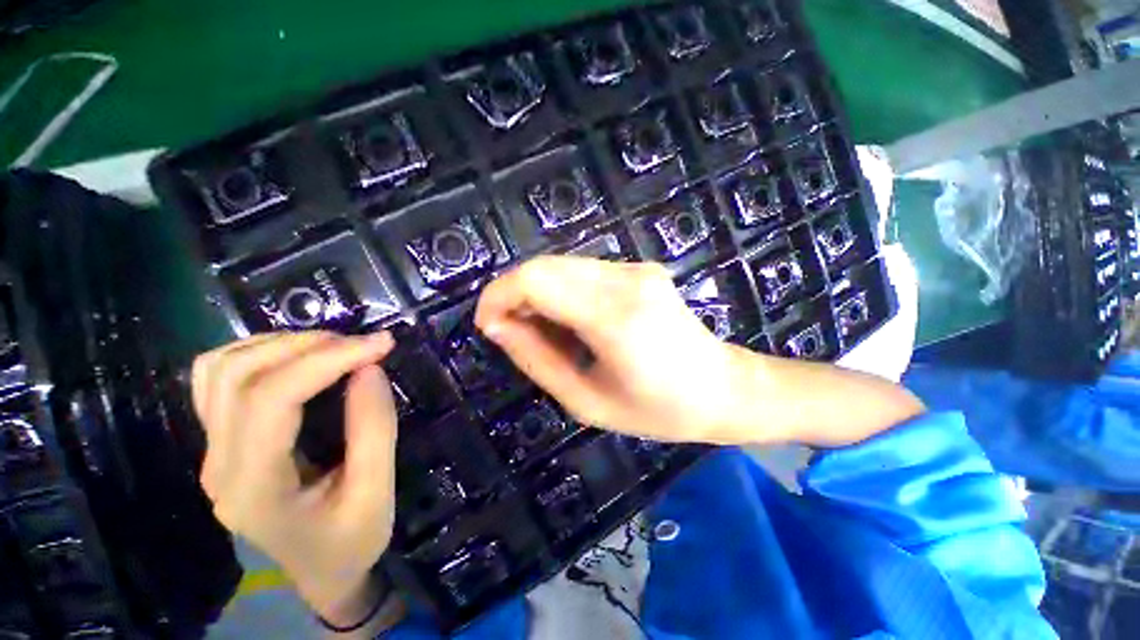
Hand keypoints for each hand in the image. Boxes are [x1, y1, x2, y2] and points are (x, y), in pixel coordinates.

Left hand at [191, 331, 398, 622]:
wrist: (309, 579)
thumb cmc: (347, 544)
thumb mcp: (375, 494)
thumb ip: (374, 430)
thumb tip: (369, 369)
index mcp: (255, 487)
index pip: (272, 399)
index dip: (328, 360)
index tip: (381, 344)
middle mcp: (219, 463)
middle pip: (239, 375)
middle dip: (308, 346)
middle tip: (362, 345)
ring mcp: (211, 451)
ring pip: (220, 369)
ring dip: (280, 345)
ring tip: (333, 347)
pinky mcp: (219, 442)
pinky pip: (217, 379)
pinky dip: (258, 354)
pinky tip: (296, 359)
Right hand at [475, 256, 741, 442]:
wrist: (724, 387)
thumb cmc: (658, 410)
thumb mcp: (586, 402)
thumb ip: (537, 360)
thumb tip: (499, 326)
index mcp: (615, 317)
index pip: (536, 280)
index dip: (498, 296)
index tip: (488, 326)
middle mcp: (625, 280)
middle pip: (545, 266)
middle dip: (514, 295)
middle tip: (512, 333)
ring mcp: (636, 269)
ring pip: (562, 266)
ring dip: (538, 294)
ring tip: (543, 334)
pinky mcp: (640, 269)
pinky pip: (583, 272)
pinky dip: (562, 292)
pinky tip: (570, 322)